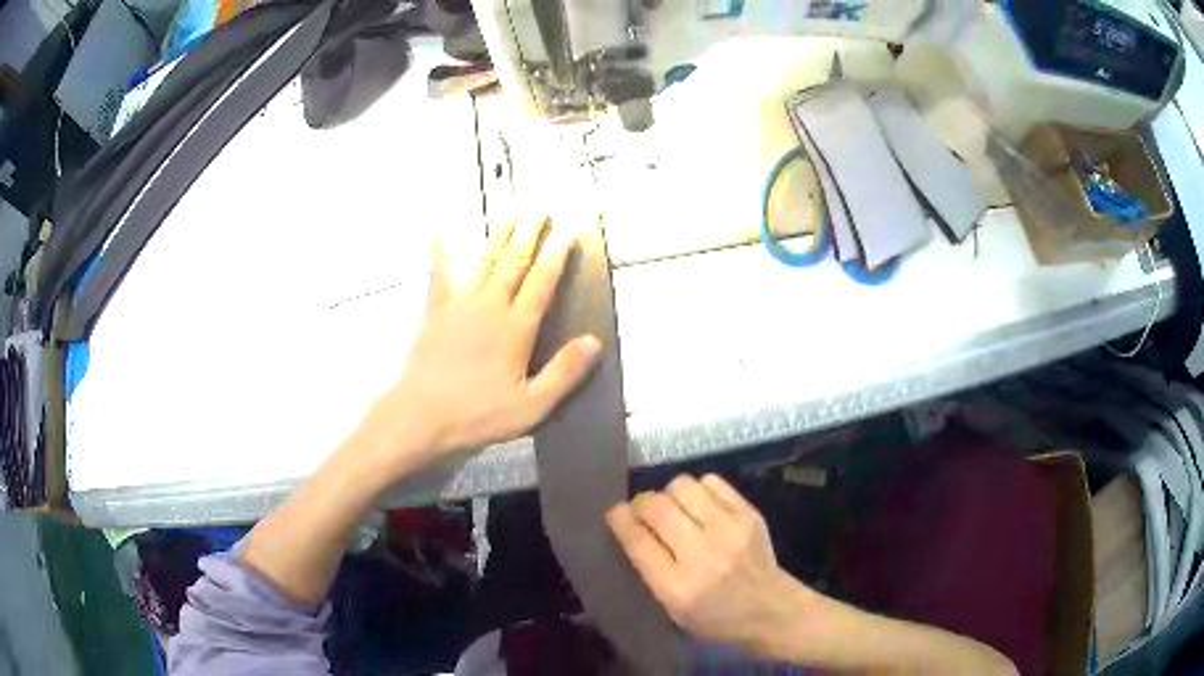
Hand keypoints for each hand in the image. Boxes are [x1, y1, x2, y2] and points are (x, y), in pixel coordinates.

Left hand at [360, 217, 602, 477]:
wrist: (420, 415)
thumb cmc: (477, 414)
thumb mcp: (531, 405)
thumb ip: (563, 372)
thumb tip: (594, 341)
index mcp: (515, 328)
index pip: (542, 283)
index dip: (557, 257)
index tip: (568, 233)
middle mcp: (490, 307)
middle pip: (514, 264)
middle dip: (529, 236)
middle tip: (540, 211)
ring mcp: (459, 306)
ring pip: (484, 263)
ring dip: (498, 237)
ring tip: (509, 214)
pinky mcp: (435, 313)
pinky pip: (438, 277)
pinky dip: (439, 256)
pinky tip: (437, 237)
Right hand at [607, 474, 807, 651]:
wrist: (771, 609)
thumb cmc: (716, 617)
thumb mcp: (673, 609)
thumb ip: (650, 569)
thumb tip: (631, 526)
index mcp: (677, 587)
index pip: (637, 540)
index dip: (620, 519)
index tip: (615, 513)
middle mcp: (701, 555)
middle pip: (656, 507)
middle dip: (641, 503)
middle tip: (644, 510)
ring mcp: (729, 531)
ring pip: (681, 486)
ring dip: (670, 494)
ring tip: (675, 508)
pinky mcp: (748, 514)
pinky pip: (711, 481)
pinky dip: (698, 488)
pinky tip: (700, 504)